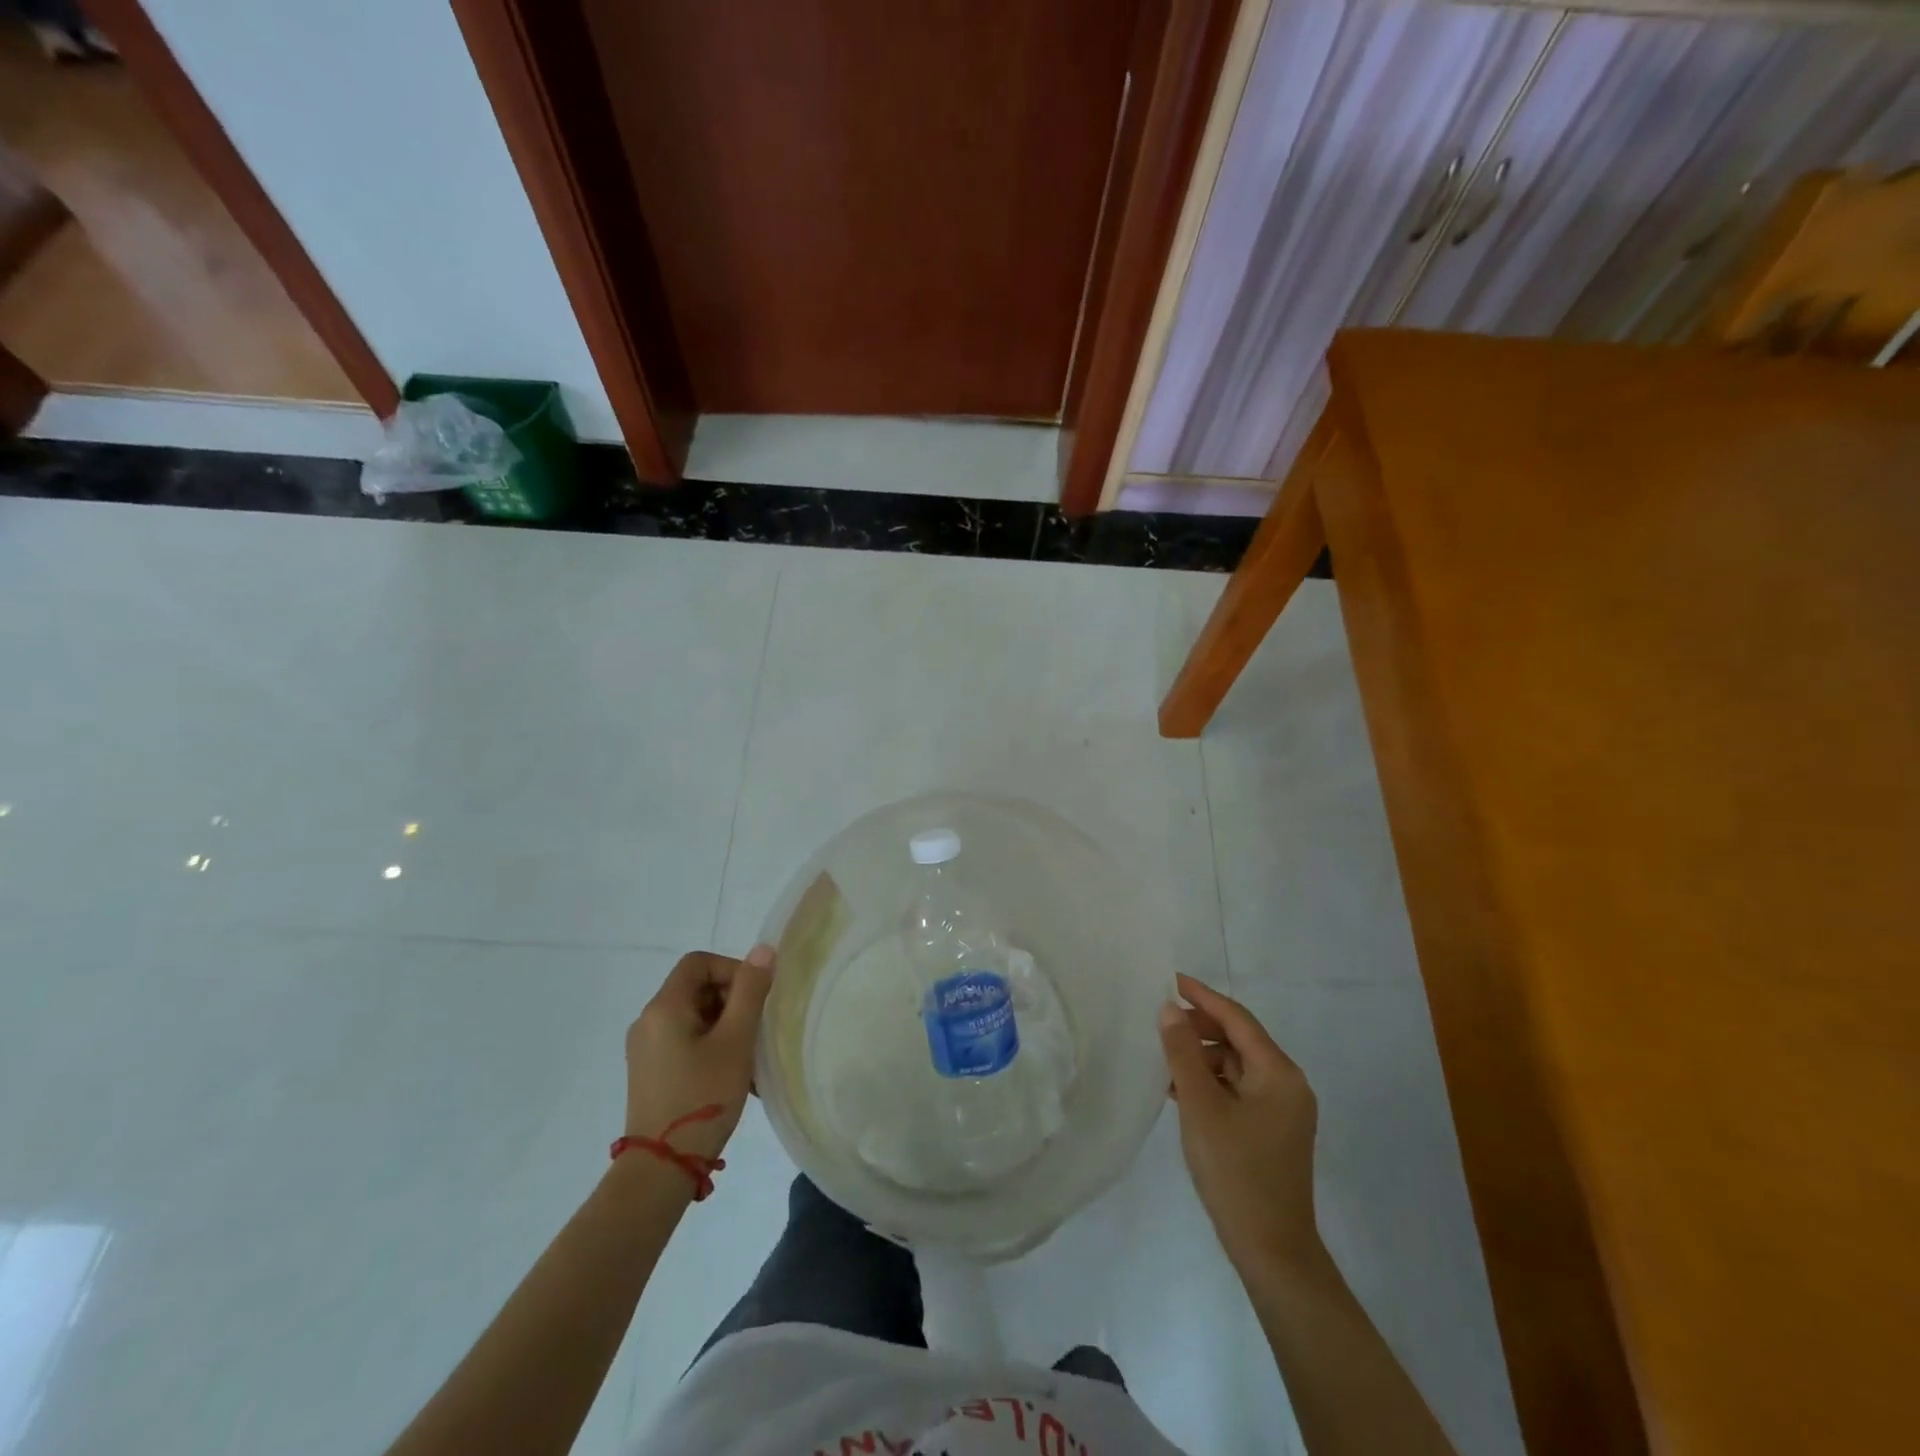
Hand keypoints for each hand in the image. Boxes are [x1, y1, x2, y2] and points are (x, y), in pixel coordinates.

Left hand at [623, 945, 774, 1163]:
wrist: (660, 1169)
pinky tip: (731, 1075)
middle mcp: (648, 1021)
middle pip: (696, 988)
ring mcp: (645, 1049)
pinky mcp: (649, 1072)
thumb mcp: (735, 1041)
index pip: (699, 962)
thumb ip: (750, 992)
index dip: (732, 969)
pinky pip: (685, 1040)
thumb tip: (763, 949)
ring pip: (694, 1016)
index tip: (755, 998)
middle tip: (756, 1029)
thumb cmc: (702, 1097)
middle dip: (732, 1000)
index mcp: (664, 1007)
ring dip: (725, 1026)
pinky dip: (711, 1045)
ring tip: (748, 1057)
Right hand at [1160, 972, 1321, 1278]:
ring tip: (1163, 1059)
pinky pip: (1237, 1090)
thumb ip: (1183, 1053)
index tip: (1170, 979)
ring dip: (1201, 1058)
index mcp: (1278, 1073)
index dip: (1202, 996)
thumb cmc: (1236, 1171)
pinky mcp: (1271, 1131)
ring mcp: (1282, 1110)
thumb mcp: (1201, 1106)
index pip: (1237, 1018)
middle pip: (1239, 1040)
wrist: (1271, 1251)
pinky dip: (1210, 1083)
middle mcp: (1287, 1084)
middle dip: (1199, 1028)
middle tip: (1159, 1022)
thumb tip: (1170, 1009)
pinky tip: (1178, 1090)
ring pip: (1236, 1066)